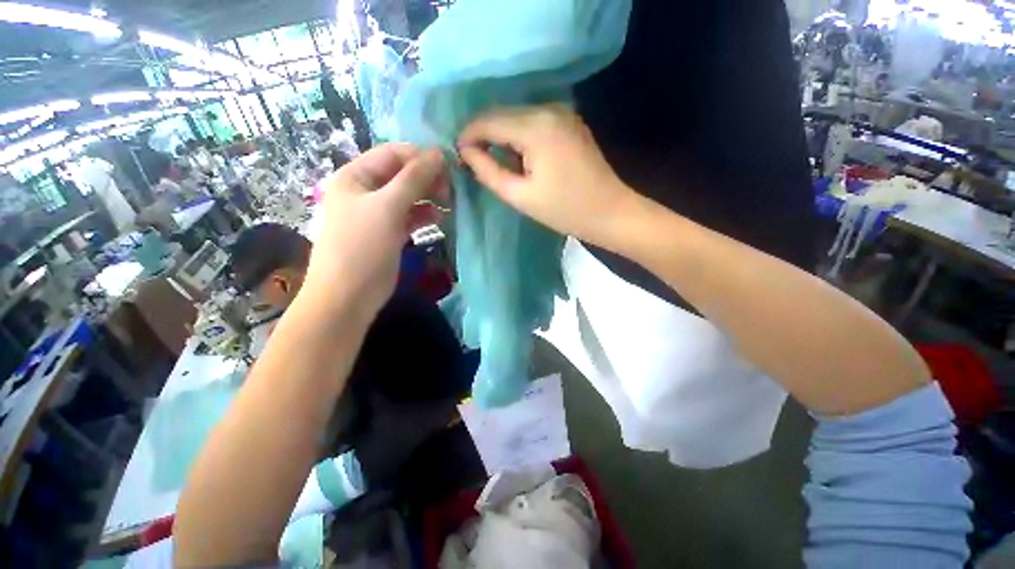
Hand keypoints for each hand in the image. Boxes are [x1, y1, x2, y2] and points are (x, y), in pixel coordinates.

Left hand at [299, 143, 447, 322]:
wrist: (348, 296)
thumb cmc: (362, 247)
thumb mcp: (387, 208)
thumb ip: (413, 179)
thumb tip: (438, 153)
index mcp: (356, 176)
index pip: (393, 154)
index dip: (421, 157)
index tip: (449, 169)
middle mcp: (367, 190)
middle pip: (403, 174)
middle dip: (427, 179)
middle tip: (449, 191)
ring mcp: (379, 212)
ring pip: (409, 195)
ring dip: (429, 197)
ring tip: (447, 205)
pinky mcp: (390, 232)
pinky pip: (410, 215)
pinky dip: (424, 215)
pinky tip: (438, 219)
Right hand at [458, 104, 637, 246]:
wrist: (610, 212)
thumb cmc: (565, 210)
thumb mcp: (521, 196)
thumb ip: (489, 171)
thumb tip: (466, 152)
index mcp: (535, 127)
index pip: (489, 120)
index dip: (468, 135)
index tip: (457, 155)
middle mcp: (549, 109)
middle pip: (502, 114)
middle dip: (484, 135)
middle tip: (473, 162)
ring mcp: (562, 113)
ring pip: (517, 117)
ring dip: (502, 137)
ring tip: (494, 164)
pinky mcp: (569, 122)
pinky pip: (534, 122)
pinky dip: (519, 137)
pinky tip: (518, 158)